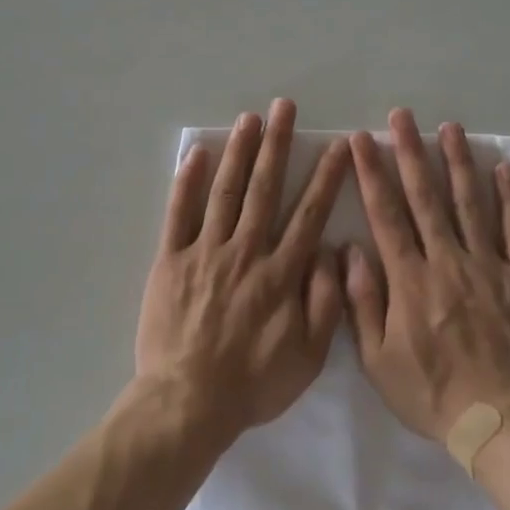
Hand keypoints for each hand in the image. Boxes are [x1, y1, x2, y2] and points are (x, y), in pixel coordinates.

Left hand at [136, 99, 351, 440]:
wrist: (188, 401)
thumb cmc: (252, 383)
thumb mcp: (307, 357)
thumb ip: (324, 302)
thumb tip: (332, 252)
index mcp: (281, 273)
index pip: (309, 214)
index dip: (325, 178)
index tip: (337, 146)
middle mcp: (246, 251)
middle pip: (264, 189)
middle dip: (277, 145)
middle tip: (284, 107)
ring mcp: (205, 251)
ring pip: (225, 191)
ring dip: (239, 152)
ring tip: (249, 118)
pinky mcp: (171, 260)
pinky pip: (179, 214)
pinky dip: (186, 181)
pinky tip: (196, 153)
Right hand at [344, 109, 509, 442]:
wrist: (500, 421)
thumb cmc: (431, 392)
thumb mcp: (377, 360)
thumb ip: (362, 302)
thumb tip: (350, 250)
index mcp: (409, 279)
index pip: (385, 214)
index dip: (372, 173)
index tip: (362, 139)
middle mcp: (447, 261)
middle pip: (426, 197)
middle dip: (410, 152)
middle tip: (401, 117)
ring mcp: (489, 266)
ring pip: (470, 203)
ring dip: (457, 162)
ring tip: (448, 127)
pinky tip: (502, 168)